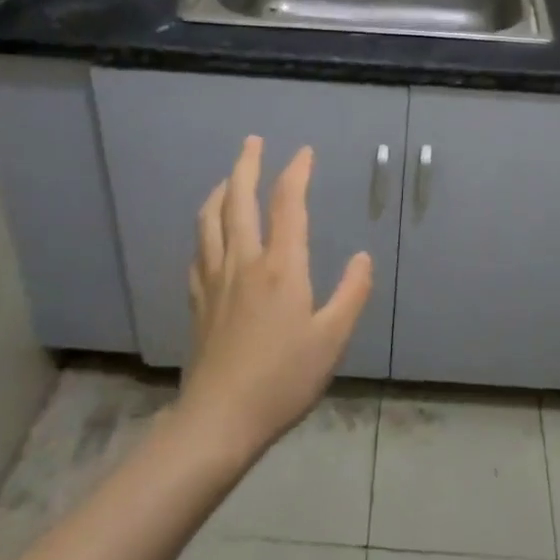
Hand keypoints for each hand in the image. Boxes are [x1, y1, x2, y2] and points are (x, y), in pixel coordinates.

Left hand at [179, 137, 373, 459]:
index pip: (287, 204)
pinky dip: (206, 228)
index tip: (304, 152)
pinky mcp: (197, 299)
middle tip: (253, 141)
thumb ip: (351, 293)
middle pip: (238, 199)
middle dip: (247, 164)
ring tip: (229, 178)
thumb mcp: (332, 339)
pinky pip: (198, 250)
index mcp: (281, 266)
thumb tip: (362, 257)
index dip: (296, 172)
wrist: (219, 418)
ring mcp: (215, 279)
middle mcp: (243, 261)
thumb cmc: (283, 378)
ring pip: (210, 220)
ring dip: (221, 190)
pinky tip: (210, 234)